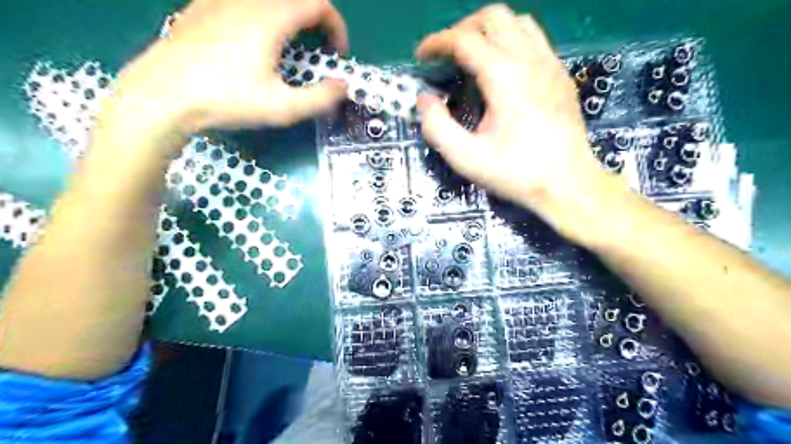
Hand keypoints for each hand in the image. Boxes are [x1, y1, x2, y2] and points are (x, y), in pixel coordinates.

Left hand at [111, 0, 347, 135]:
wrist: (162, 95)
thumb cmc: (226, 101)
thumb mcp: (281, 108)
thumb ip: (320, 98)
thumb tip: (343, 87)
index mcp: (270, 18)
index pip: (318, 4)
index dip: (337, 27)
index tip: (337, 54)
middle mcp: (246, 0)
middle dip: (316, 23)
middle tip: (317, 51)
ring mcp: (219, 0)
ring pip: (269, 0)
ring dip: (290, 19)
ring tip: (289, 49)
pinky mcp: (200, 8)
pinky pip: (243, 3)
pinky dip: (263, 16)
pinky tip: (253, 43)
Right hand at [416, 4, 620, 238]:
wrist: (567, 184)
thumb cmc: (516, 173)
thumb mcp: (466, 158)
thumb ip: (437, 126)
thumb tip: (425, 99)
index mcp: (505, 77)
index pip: (464, 40)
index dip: (437, 42)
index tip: (421, 56)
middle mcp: (530, 60)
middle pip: (493, 17)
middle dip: (462, 29)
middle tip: (446, 55)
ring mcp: (551, 64)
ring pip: (517, 22)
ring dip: (488, 31)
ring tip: (472, 56)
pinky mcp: (561, 75)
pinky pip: (534, 39)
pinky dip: (511, 41)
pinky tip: (502, 69)